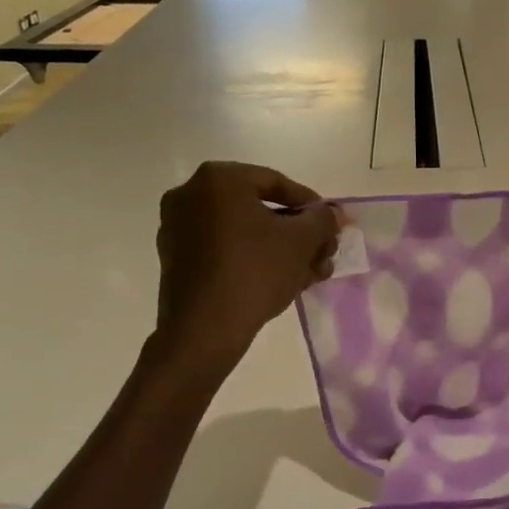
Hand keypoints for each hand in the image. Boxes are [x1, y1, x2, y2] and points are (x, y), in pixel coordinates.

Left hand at [155, 162, 342, 367]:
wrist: (204, 329)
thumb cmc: (255, 271)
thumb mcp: (302, 241)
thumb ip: (323, 219)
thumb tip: (332, 214)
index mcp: (218, 179)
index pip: (277, 183)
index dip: (312, 206)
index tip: (332, 226)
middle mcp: (191, 194)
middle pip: (259, 209)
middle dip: (297, 234)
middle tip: (323, 253)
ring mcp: (178, 227)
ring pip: (243, 232)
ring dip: (280, 249)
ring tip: (311, 274)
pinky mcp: (176, 259)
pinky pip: (224, 249)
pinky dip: (253, 260)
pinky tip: (282, 282)